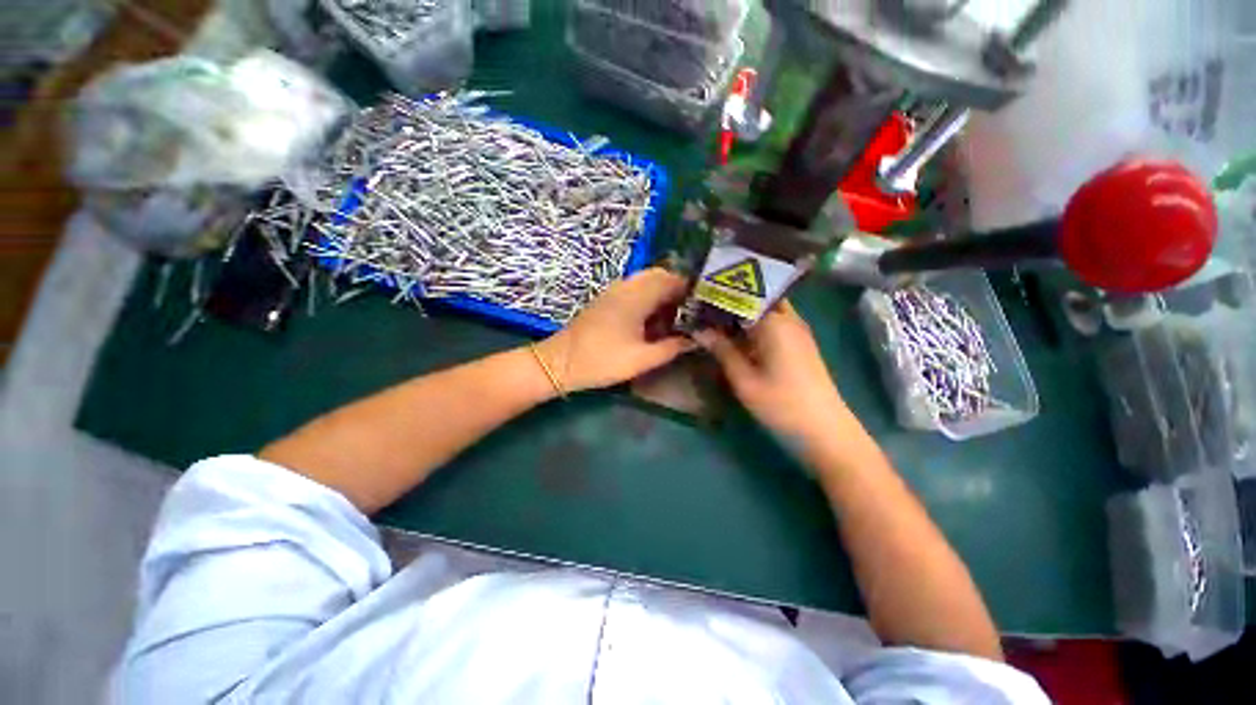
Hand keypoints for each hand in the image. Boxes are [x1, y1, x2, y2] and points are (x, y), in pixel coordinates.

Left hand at [535, 268, 692, 392]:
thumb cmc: (602, 360)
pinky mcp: (606, 300)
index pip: (672, 279)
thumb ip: (672, 348)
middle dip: (677, 290)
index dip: (690, 289)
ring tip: (673, 317)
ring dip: (661, 294)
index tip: (704, 304)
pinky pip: (634, 290)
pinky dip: (648, 298)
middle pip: (659, 276)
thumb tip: (695, 340)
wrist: (560, 362)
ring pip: (646, 282)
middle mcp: (626, 286)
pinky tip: (651, 321)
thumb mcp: (642, 359)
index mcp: (637, 296)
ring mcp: (614, 291)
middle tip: (689, 312)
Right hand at [695, 302, 851, 446]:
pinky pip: (775, 323)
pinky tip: (738, 334)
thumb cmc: (781, 404)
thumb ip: (721, 350)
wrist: (825, 430)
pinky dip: (755, 323)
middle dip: (733, 299)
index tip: (698, 298)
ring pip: (767, 309)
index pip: (743, 296)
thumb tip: (698, 328)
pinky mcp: (801, 344)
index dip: (720, 295)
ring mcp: (798, 331)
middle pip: (758, 297)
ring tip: (716, 317)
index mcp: (775, 323)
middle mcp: (789, 319)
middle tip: (706, 306)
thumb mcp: (744, 379)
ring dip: (744, 311)